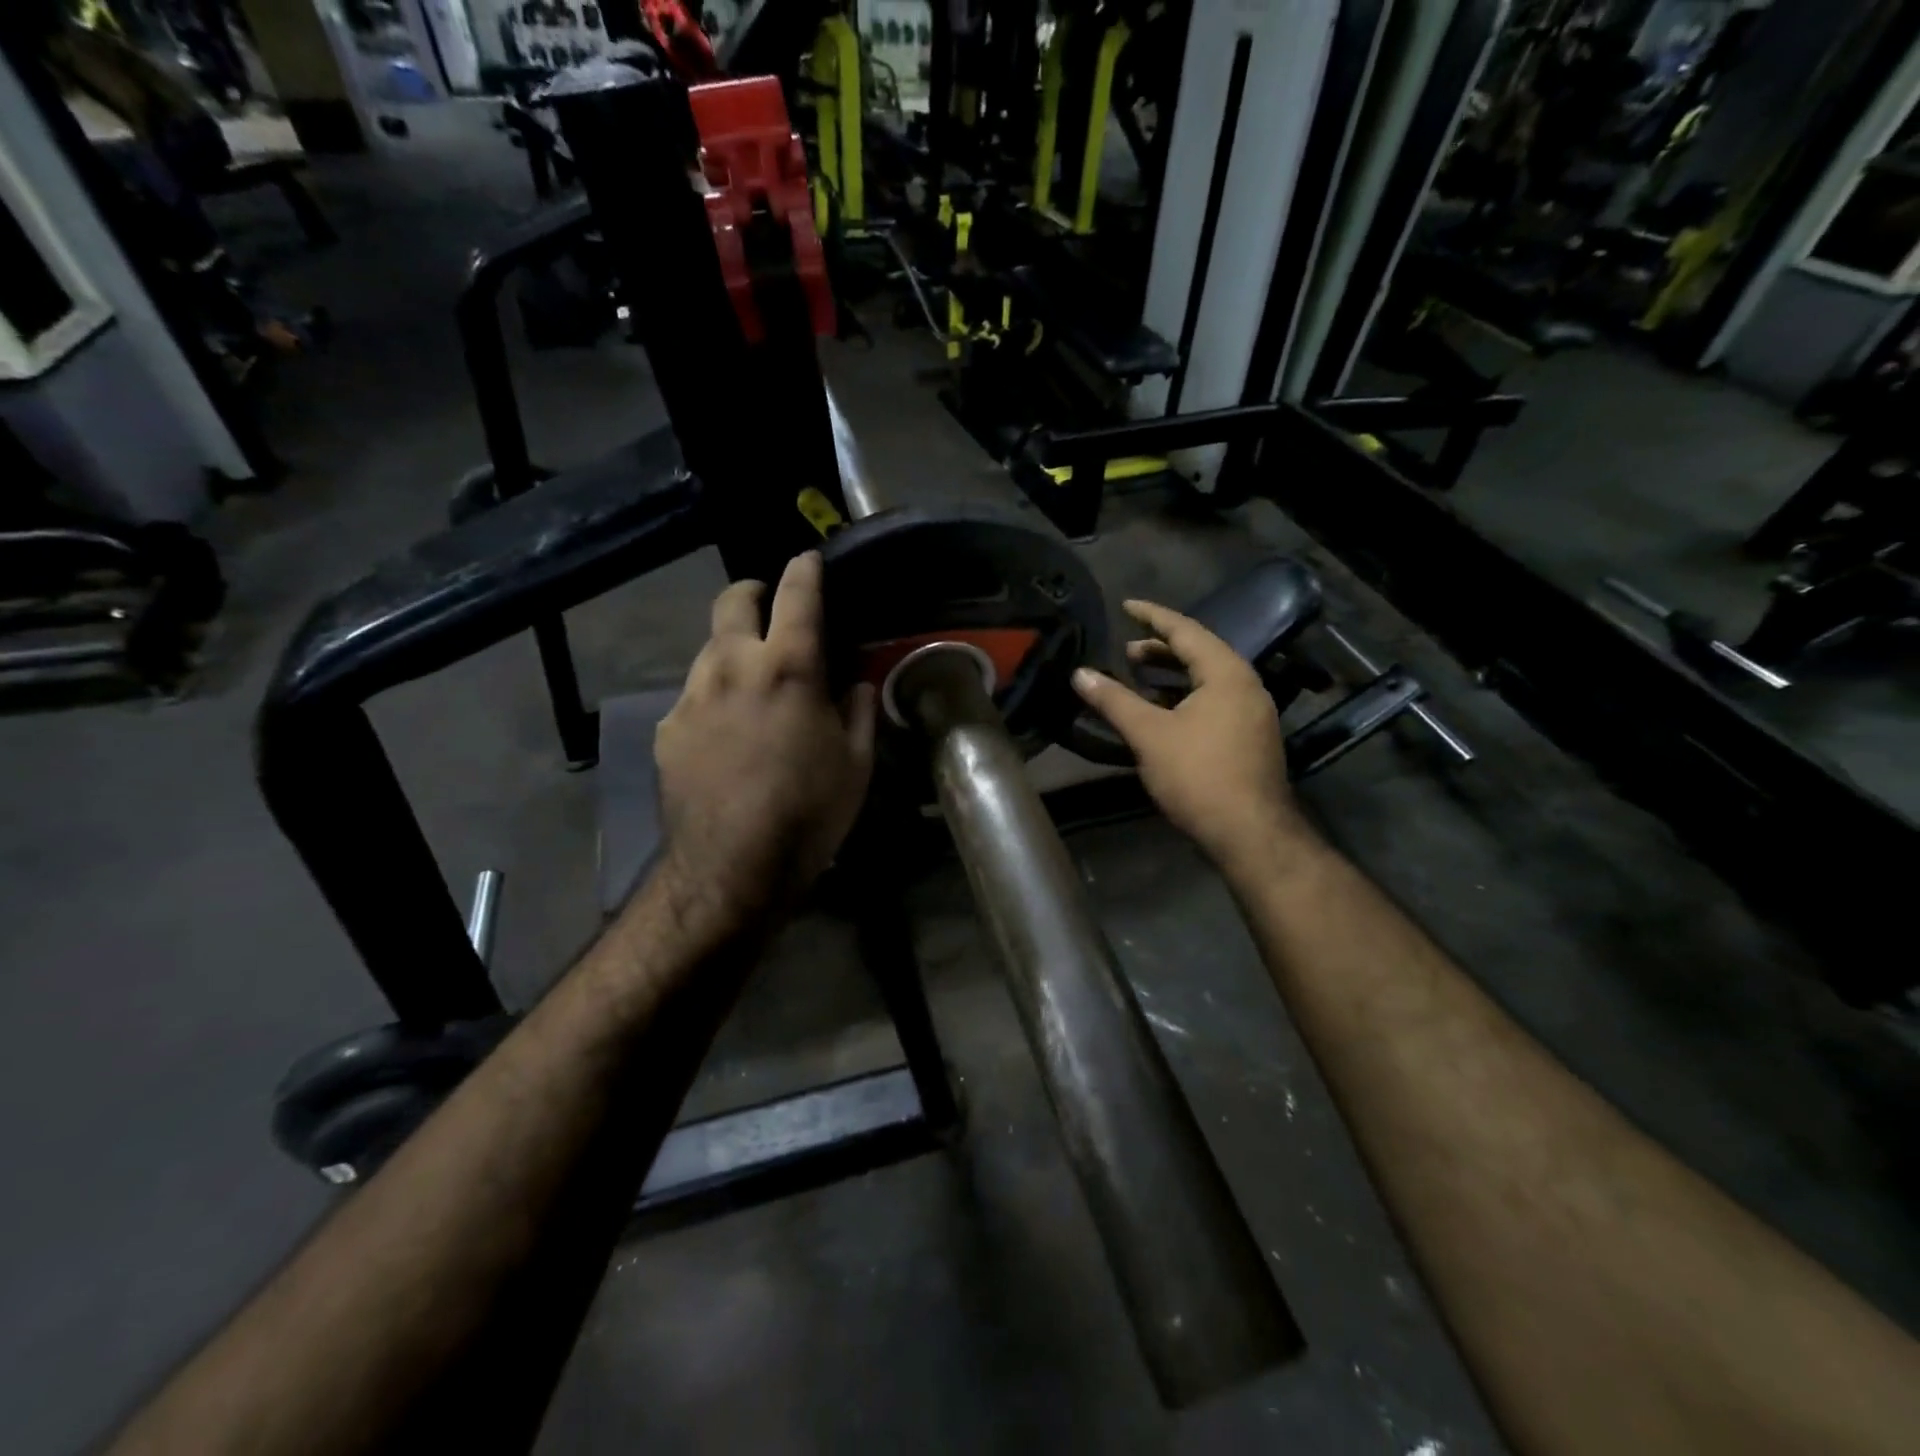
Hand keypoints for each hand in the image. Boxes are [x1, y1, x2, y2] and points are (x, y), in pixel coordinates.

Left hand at [653, 552, 876, 936]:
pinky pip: (693, 695)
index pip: (796, 596)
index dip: (804, 570)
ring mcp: (691, 696)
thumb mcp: (857, 764)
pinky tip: (726, 733)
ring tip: (751, 683)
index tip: (808, 559)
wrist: (731, 867)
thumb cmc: (808, 813)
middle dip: (753, 593)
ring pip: (709, 649)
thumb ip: (858, 711)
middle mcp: (732, 667)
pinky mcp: (668, 729)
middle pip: (732, 602)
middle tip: (769, 607)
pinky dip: (714, 697)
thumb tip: (855, 683)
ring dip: (733, 650)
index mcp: (787, 668)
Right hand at [1072, 599, 1307, 866]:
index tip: (1126, 606)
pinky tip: (1163, 713)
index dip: (1153, 616)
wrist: (1249, 833)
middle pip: (1200, 653)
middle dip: (1161, 649)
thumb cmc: (1198, 775)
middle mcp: (1246, 685)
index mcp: (1226, 673)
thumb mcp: (1149, 734)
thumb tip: (1079, 674)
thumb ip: (1114, 700)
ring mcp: (1253, 713)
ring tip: (1139, 678)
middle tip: (1127, 651)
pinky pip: (1215, 700)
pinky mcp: (1250, 737)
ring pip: (1208, 680)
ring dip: (1172, 675)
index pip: (1186, 630)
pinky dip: (1186, 697)